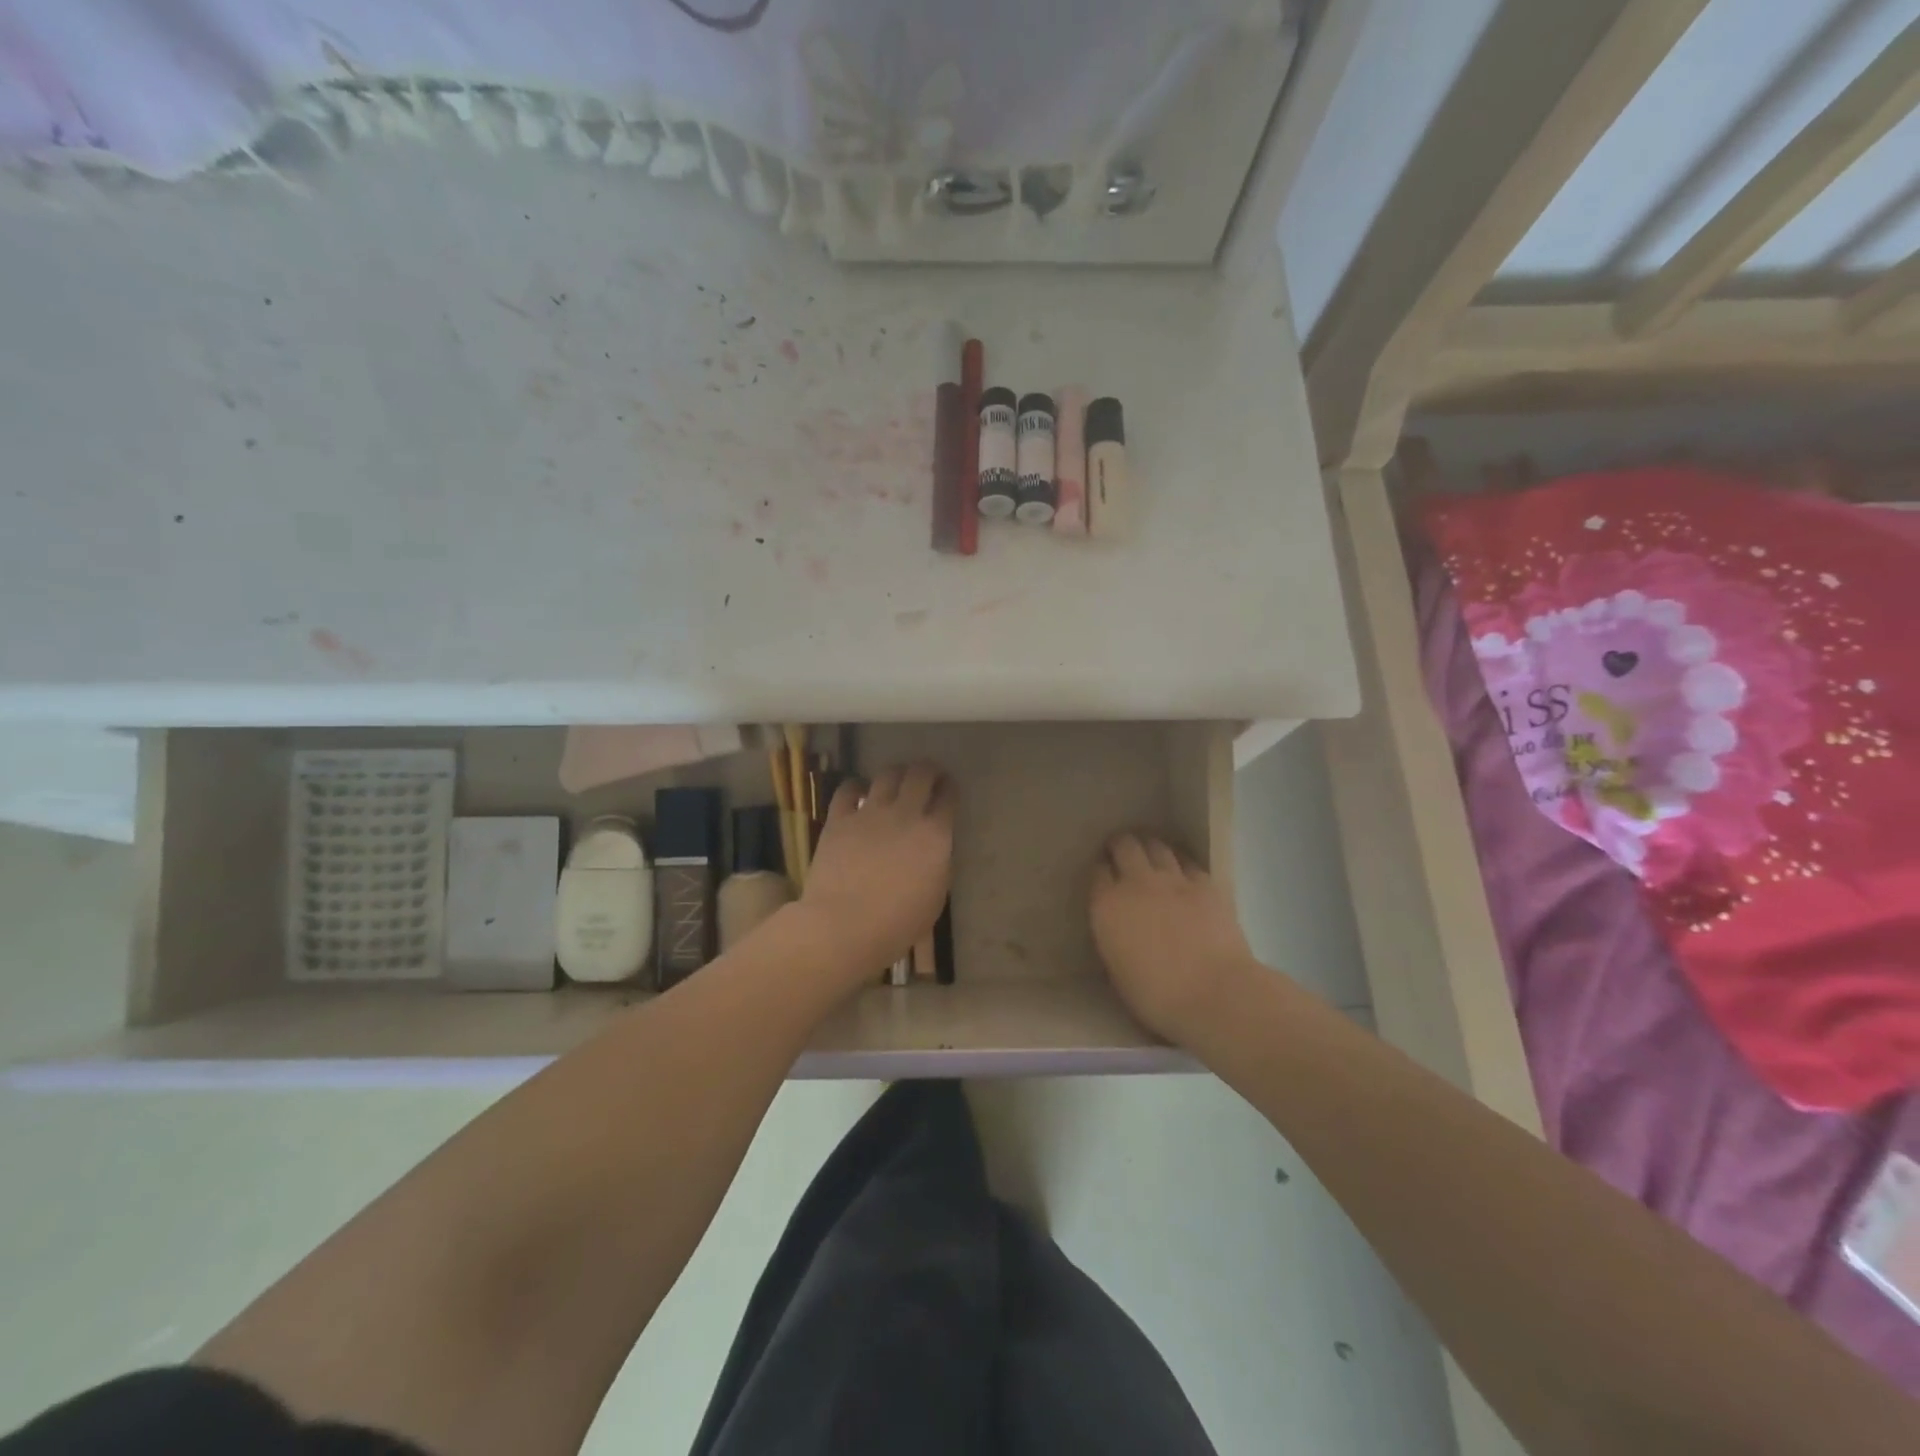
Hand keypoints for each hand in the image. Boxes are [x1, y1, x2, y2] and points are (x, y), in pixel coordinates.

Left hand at [794, 762, 952, 986]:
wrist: (845, 925)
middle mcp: (905, 814)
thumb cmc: (897, 923)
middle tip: (927, 776)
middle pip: (920, 774)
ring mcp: (870, 813)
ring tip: (896, 781)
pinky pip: (848, 789)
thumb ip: (938, 864)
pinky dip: (856, 786)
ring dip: (896, 773)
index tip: (948, 790)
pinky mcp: (839, 819)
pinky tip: (858, 792)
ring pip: (887, 774)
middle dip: (928, 770)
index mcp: (935, 834)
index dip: (950, 788)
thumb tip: (933, 849)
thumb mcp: (935, 896)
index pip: (948, 797)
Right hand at [1090, 832, 1256, 1045]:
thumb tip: (1120, 931)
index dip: (1101, 871)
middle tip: (1121, 853)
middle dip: (1120, 845)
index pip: (1097, 872)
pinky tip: (1182, 871)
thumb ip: (1115, 940)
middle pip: (1124, 845)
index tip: (1104, 877)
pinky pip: (1188, 862)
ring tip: (1150, 854)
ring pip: (1156, 845)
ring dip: (1150, 847)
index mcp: (1107, 906)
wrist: (1215, 994)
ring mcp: (1173, 880)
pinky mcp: (1205, 884)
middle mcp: (1136, 883)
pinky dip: (1181, 862)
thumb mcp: (1117, 971)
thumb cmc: (1157, 997)